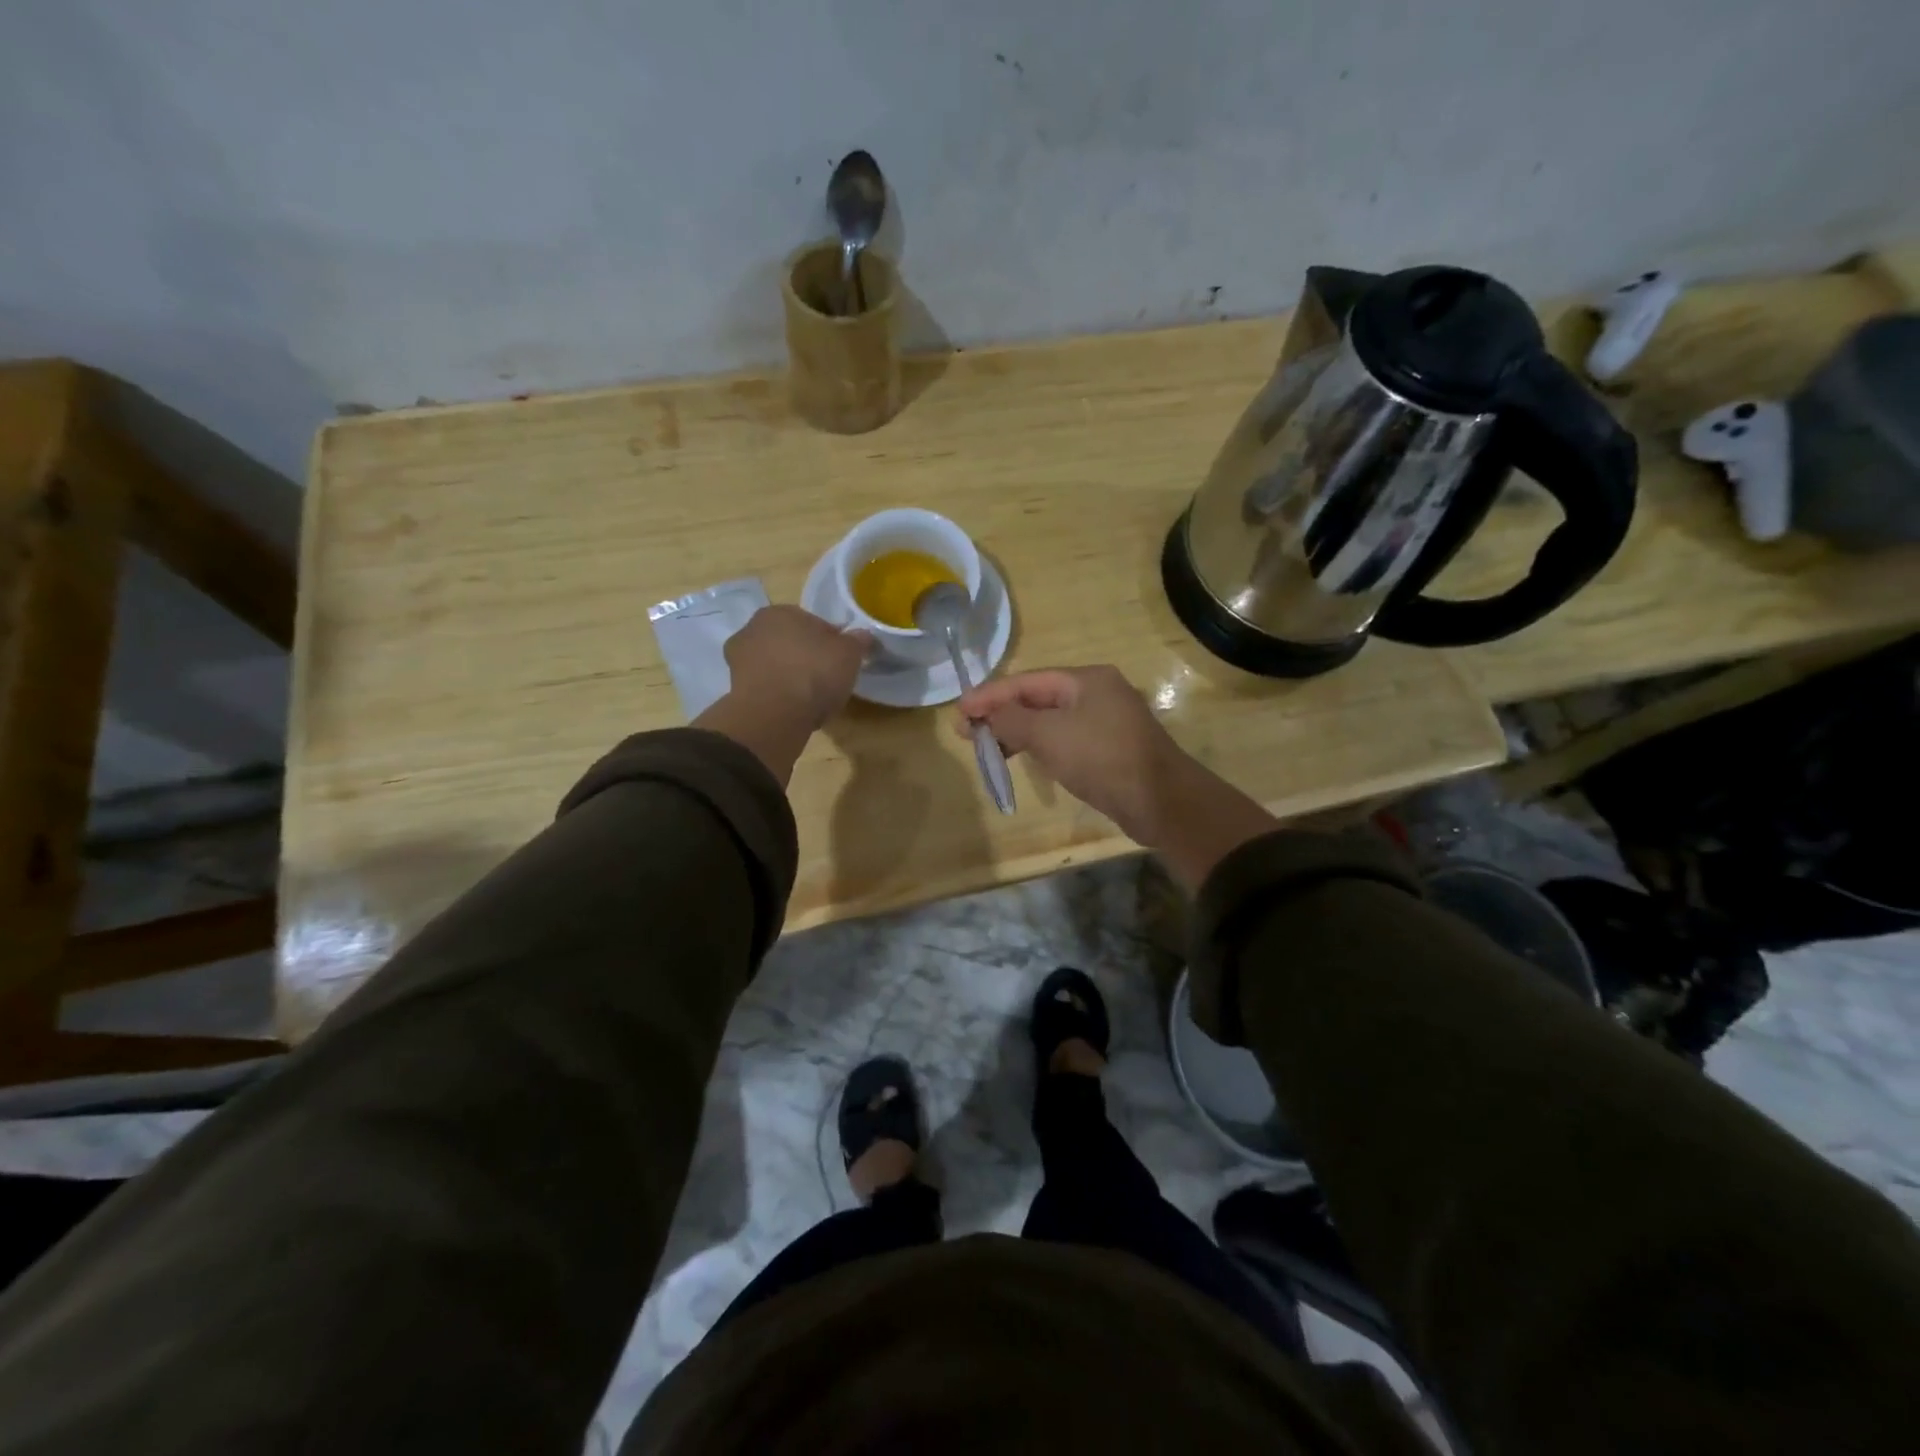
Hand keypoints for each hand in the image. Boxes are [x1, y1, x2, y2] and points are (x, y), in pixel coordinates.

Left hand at [723, 606, 869, 731]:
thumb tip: (864, 636)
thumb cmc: (813, 673)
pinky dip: (778, 696)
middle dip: (806, 656)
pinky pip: (766, 688)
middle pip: (790, 642)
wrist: (774, 715)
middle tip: (827, 678)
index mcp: (779, 611)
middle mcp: (752, 629)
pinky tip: (795, 710)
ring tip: (811, 698)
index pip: (812, 622)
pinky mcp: (734, 690)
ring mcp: (738, 661)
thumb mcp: (849, 654)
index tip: (842, 659)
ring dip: (790, 677)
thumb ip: (858, 641)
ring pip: (775, 665)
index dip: (831, 640)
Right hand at [955, 665, 1277, 888]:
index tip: (958, 711)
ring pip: (1050, 721)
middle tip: (966, 733)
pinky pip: (1064, 740)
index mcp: (1086, 679)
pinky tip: (1023, 759)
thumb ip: (1011, 720)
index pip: (1026, 681)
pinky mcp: (1109, 749)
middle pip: (1037, 698)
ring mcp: (1105, 721)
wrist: (1161, 801)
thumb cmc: (1102, 758)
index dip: (989, 695)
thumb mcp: (1049, 735)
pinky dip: (1040, 747)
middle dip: (1001, 715)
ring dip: (1017, 733)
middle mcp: (1097, 693)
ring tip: (987, 750)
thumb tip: (986, 713)